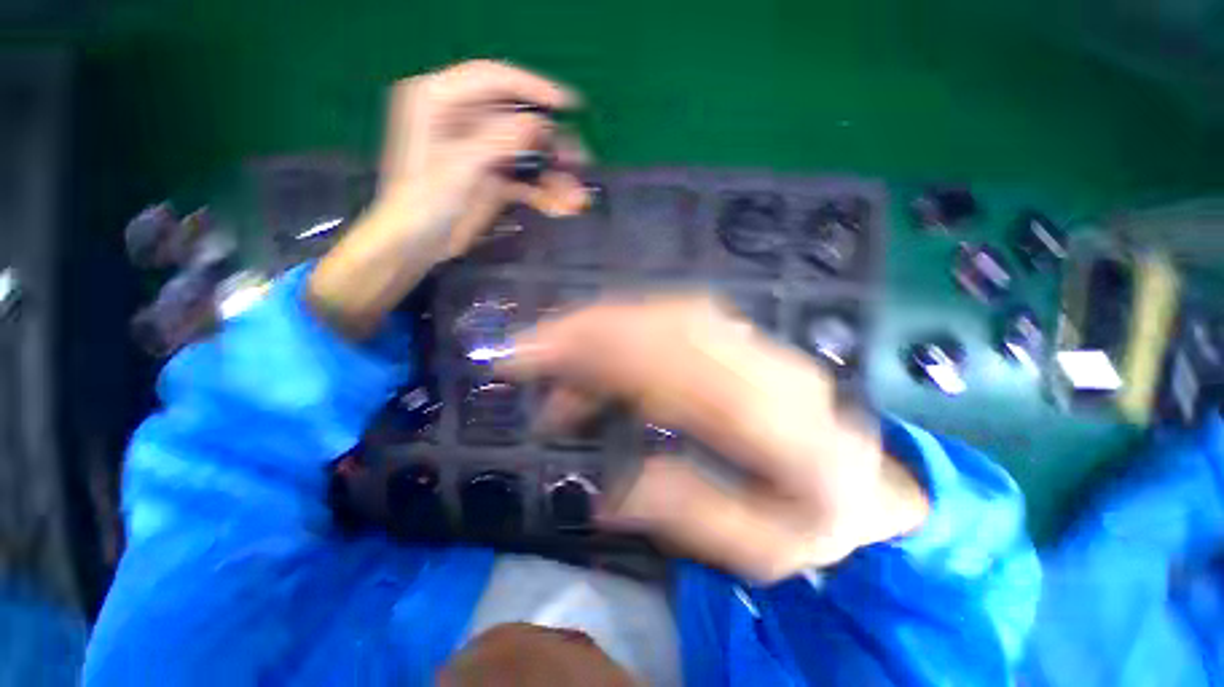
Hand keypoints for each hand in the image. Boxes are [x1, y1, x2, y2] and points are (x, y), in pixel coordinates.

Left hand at [308, 60, 588, 337]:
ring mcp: (481, 152)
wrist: (416, 245)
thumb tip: (537, 125)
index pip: (492, 79)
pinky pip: (525, 180)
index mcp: (440, 101)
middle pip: (517, 120)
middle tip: (580, 159)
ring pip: (527, 154)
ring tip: (577, 196)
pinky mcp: (492, 179)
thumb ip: (496, 141)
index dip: (531, 87)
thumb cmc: (424, 202)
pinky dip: (544, 193)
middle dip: (551, 142)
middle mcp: (463, 121)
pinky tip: (562, 206)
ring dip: (553, 175)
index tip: (566, 105)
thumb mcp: (458, 167)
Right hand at [499, 295, 928, 581]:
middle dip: (586, 329)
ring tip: (553, 353)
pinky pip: (676, 318)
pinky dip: (626, 327)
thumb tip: (610, 490)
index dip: (596, 352)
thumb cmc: (819, 520)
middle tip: (527, 348)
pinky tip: (597, 354)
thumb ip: (689, 514)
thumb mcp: (762, 552)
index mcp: (778, 427)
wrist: (868, 476)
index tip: (532, 357)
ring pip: (666, 314)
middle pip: (664, 326)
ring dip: (602, 325)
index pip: (672, 368)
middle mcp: (766, 367)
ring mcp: (757, 344)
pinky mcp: (743, 339)